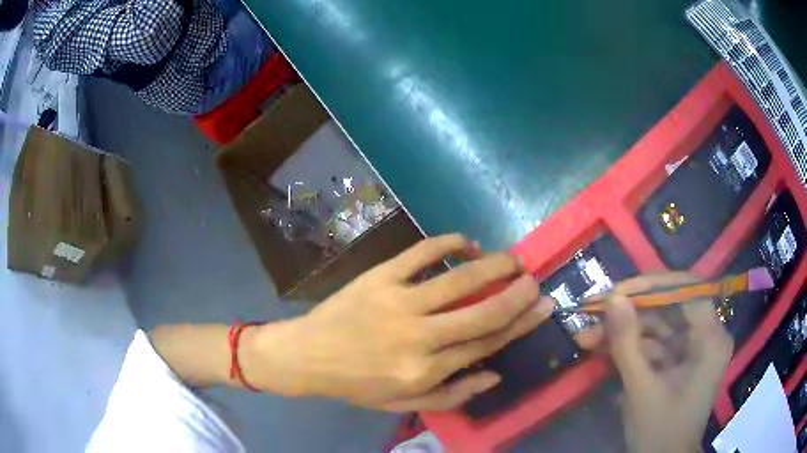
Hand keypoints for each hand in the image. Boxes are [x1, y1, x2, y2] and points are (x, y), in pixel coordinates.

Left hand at [243, 234, 554, 410]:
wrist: (307, 356)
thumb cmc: (357, 384)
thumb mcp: (404, 403)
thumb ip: (452, 395)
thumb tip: (495, 375)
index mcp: (425, 371)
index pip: (486, 344)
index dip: (519, 324)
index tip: (542, 307)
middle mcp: (418, 337)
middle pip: (482, 313)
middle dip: (517, 295)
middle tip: (535, 280)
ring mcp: (398, 302)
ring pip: (458, 279)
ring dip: (493, 265)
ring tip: (512, 259)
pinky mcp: (379, 277)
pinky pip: (421, 253)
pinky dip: (448, 243)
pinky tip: (466, 242)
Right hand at [604, 274, 733, 452]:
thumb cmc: (659, 430)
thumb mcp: (640, 388)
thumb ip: (627, 342)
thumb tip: (612, 297)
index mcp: (710, 338)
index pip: (687, 289)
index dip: (652, 285)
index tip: (617, 292)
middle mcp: (707, 336)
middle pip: (670, 307)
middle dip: (630, 312)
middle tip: (594, 312)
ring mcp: (693, 350)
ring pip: (659, 327)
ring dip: (624, 331)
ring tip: (587, 336)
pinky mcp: (680, 363)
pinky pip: (656, 346)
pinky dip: (630, 348)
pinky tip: (602, 350)